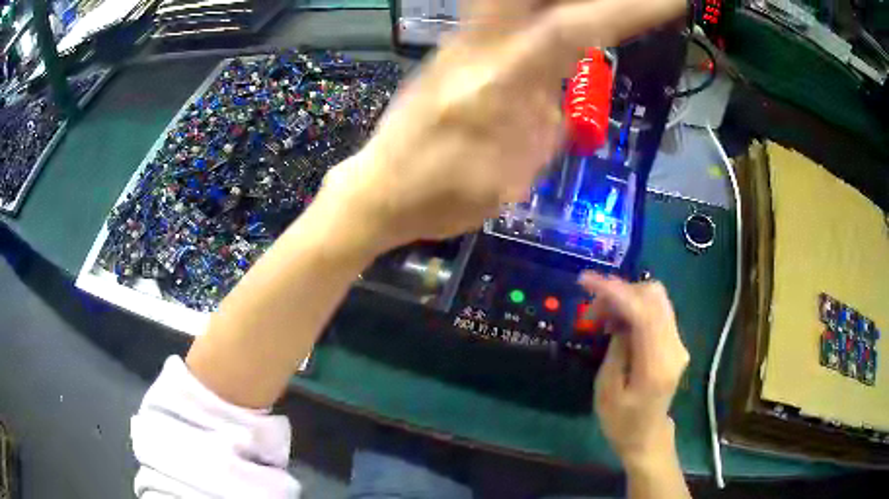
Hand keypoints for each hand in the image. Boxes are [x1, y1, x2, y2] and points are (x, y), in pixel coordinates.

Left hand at [320, 0, 684, 251]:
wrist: (378, 190)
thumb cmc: (439, 198)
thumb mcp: (508, 179)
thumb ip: (545, 128)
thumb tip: (563, 96)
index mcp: (498, 86)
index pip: (574, 29)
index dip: (626, 9)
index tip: (670, 1)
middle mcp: (476, 49)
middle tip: (621, 5)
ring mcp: (458, 44)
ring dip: (555, 2)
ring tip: (596, 14)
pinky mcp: (450, 50)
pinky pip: (499, 12)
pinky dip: (533, 8)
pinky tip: (551, 17)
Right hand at [580, 272, 688, 469]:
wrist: (647, 436)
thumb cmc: (621, 422)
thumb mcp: (607, 390)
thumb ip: (617, 348)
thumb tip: (618, 317)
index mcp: (657, 364)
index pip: (642, 311)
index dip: (614, 291)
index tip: (585, 281)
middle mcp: (674, 346)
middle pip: (654, 295)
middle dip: (620, 291)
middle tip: (592, 309)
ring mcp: (678, 342)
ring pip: (656, 298)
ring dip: (626, 298)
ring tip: (602, 317)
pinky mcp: (675, 342)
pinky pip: (656, 311)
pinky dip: (635, 307)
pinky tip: (618, 323)